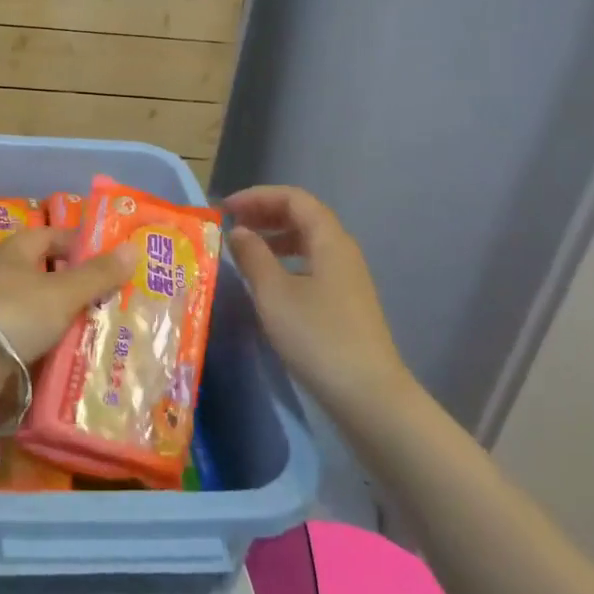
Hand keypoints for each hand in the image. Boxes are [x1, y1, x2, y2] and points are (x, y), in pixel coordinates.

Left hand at [0, 227, 134, 363]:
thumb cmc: (11, 314)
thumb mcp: (61, 292)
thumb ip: (97, 274)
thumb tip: (133, 247)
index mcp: (18, 253)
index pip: (54, 237)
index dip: (83, 244)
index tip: (117, 260)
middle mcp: (5, 279)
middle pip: (50, 278)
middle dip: (83, 290)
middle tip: (124, 303)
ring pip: (43, 316)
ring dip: (71, 326)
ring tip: (113, 337)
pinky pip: (33, 347)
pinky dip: (54, 354)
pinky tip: (82, 365)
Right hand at [223, 186, 412, 413]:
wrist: (368, 396)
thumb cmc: (317, 336)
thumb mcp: (274, 293)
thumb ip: (253, 256)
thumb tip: (238, 231)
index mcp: (330, 240)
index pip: (294, 198)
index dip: (258, 196)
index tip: (226, 210)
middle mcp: (342, 252)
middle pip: (303, 216)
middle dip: (265, 214)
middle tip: (230, 226)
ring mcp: (347, 279)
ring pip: (307, 243)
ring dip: (274, 238)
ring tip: (243, 251)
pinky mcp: (345, 304)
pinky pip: (311, 265)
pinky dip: (285, 262)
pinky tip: (267, 283)